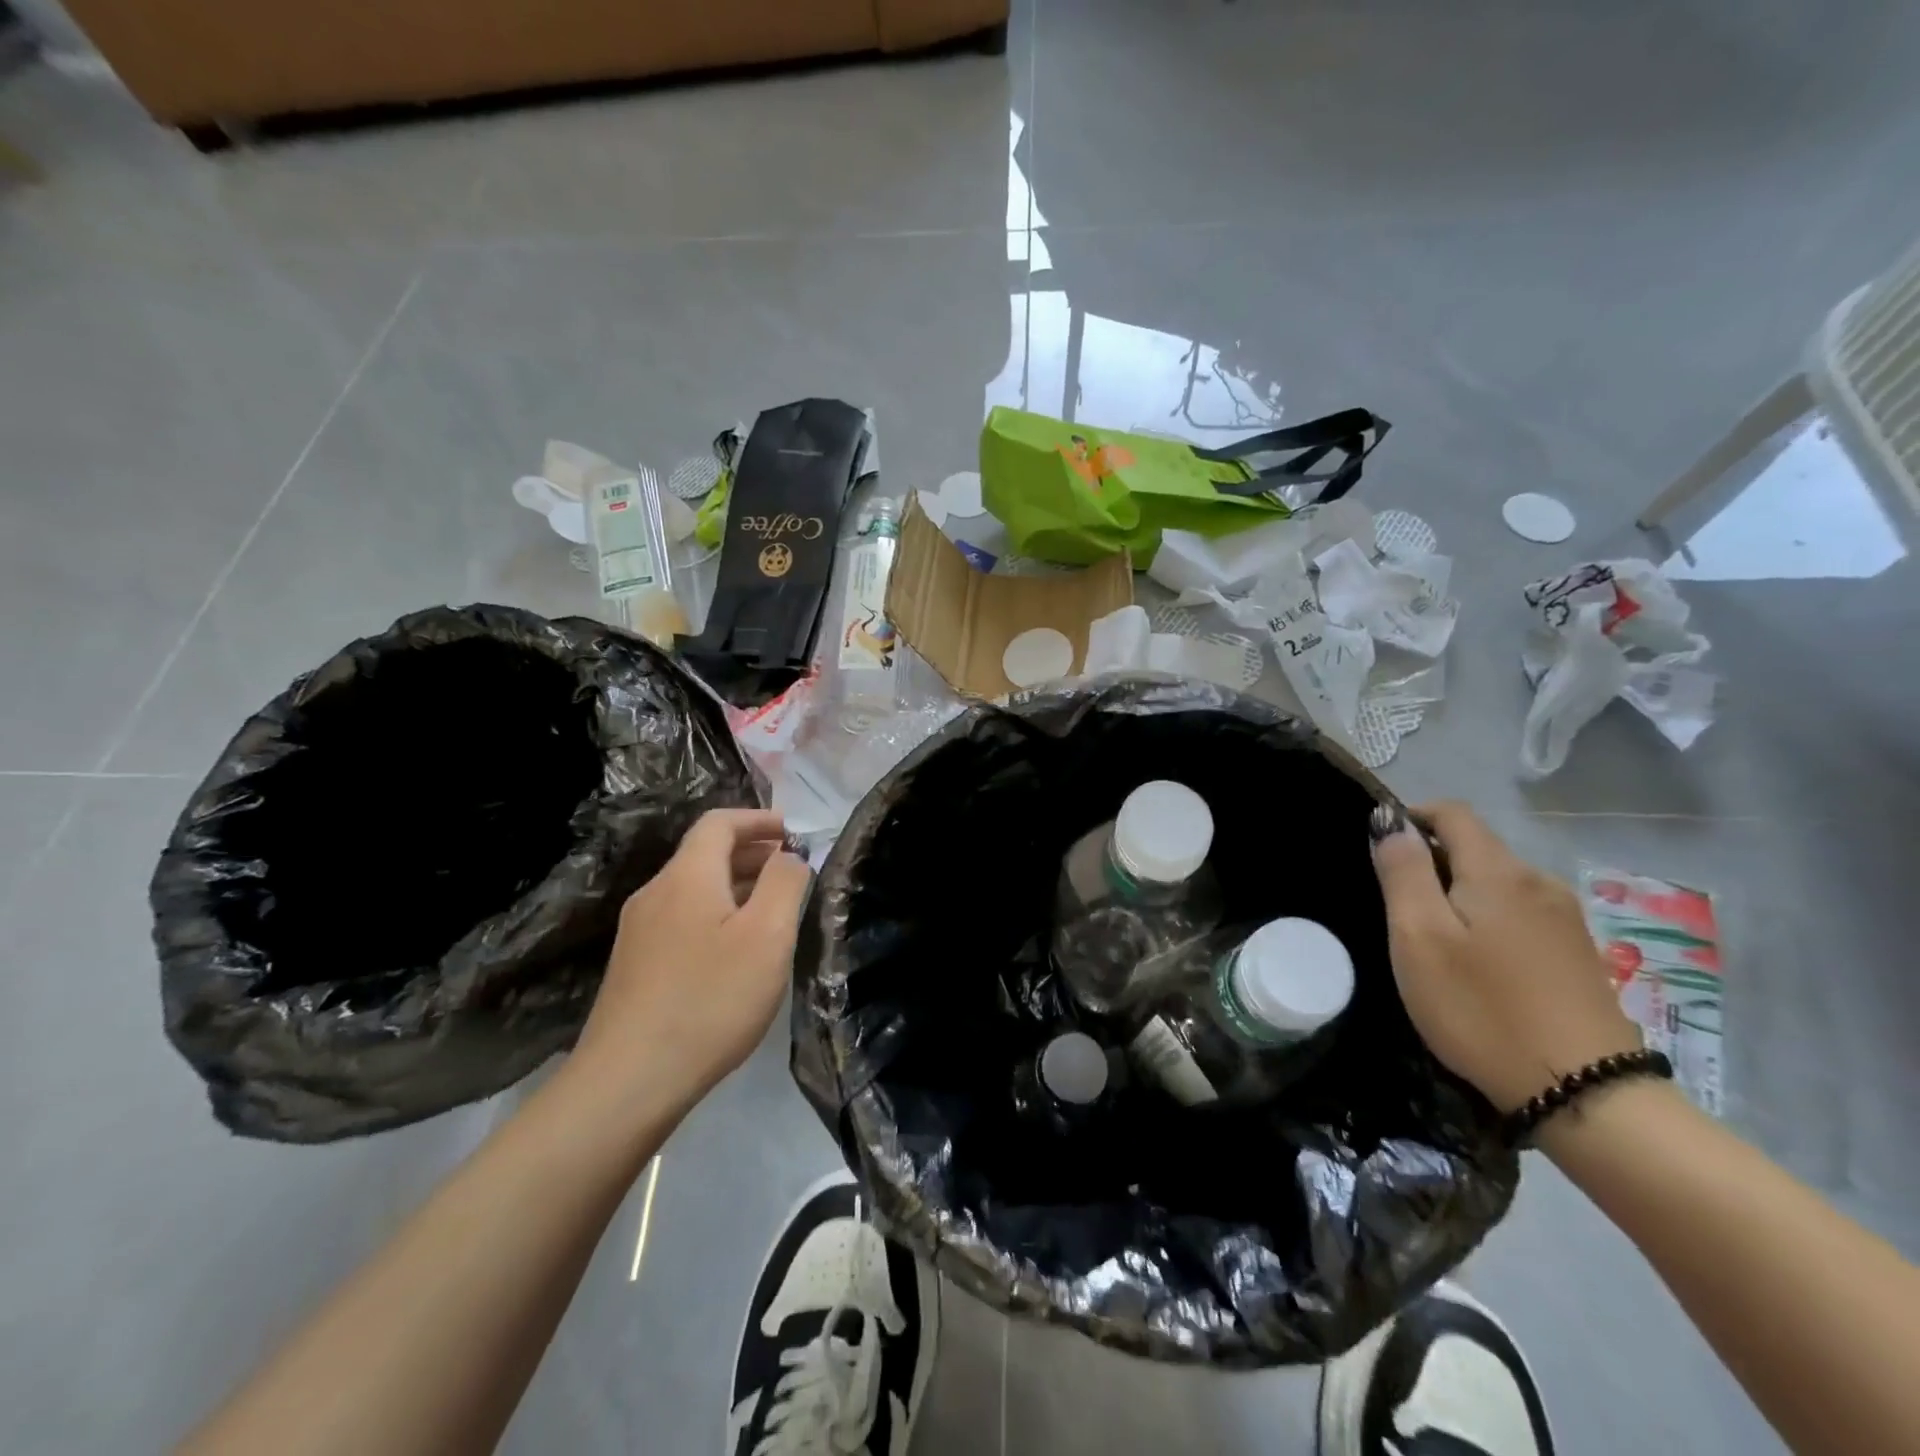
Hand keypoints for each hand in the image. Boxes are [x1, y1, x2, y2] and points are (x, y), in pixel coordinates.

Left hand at [571, 808, 811, 1115]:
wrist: (628, 1081)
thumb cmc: (710, 1000)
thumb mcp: (767, 936)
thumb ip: (785, 883)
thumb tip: (789, 855)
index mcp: (687, 876)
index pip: (719, 823)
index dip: (758, 819)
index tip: (793, 831)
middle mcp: (656, 893)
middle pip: (705, 853)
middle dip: (752, 852)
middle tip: (792, 869)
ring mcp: (639, 930)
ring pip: (694, 887)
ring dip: (735, 884)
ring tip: (772, 907)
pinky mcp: (634, 964)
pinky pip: (682, 917)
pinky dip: (716, 912)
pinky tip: (734, 948)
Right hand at [1370, 801, 1641, 1112]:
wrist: (1584, 1094)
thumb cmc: (1481, 1008)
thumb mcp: (1419, 936)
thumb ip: (1402, 871)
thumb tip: (1389, 820)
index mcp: (1499, 871)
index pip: (1452, 812)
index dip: (1410, 817)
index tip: (1378, 850)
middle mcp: (1539, 882)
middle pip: (1475, 846)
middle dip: (1430, 860)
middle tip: (1394, 906)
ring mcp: (1565, 919)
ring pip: (1496, 882)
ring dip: (1457, 893)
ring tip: (1430, 938)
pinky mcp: (1576, 955)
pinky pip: (1518, 914)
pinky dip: (1485, 919)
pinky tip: (1474, 963)